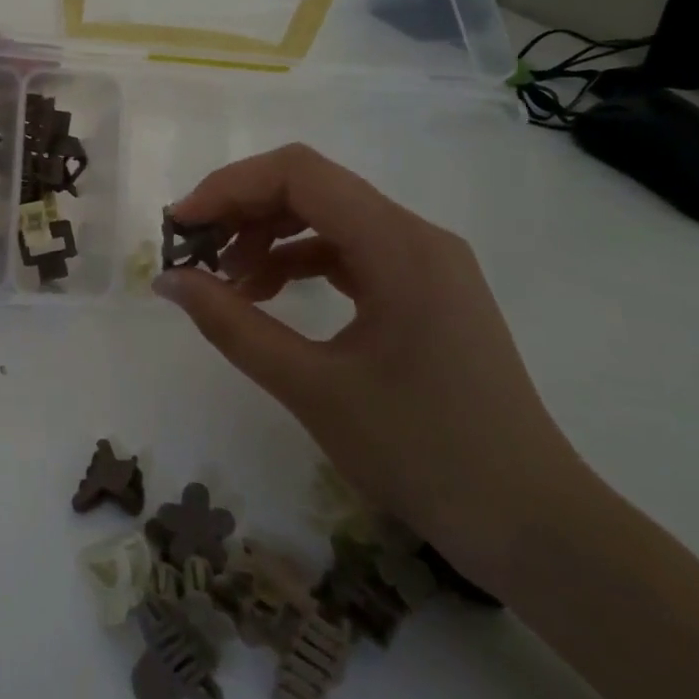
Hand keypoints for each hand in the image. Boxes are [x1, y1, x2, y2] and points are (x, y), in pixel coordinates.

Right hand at [153, 143, 588, 589]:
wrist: (531, 525)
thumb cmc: (423, 453)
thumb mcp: (311, 387)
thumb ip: (232, 325)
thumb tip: (168, 280)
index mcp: (399, 245)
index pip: (299, 174)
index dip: (229, 187)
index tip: (181, 226)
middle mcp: (416, 236)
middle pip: (312, 188)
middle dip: (243, 211)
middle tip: (193, 253)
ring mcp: (425, 263)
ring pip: (328, 217)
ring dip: (268, 237)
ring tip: (225, 282)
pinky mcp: (424, 291)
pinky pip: (348, 252)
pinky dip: (298, 262)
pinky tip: (267, 297)